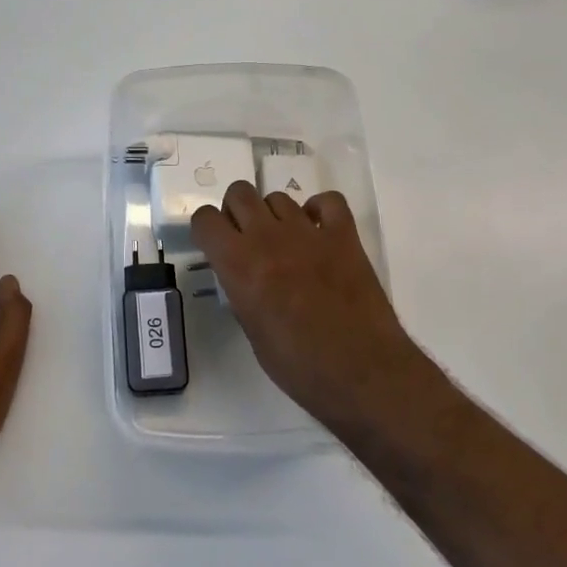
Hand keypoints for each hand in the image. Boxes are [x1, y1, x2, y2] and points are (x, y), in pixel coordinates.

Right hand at [190, 183, 432, 429]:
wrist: (362, 372)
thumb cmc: (299, 366)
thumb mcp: (252, 333)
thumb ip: (241, 294)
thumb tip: (242, 279)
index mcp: (239, 265)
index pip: (205, 219)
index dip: (206, 230)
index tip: (214, 245)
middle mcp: (268, 238)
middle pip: (240, 193)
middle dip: (236, 211)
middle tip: (246, 239)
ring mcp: (309, 232)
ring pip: (279, 197)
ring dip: (274, 215)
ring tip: (285, 243)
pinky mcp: (344, 235)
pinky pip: (327, 201)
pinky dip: (319, 210)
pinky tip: (318, 232)